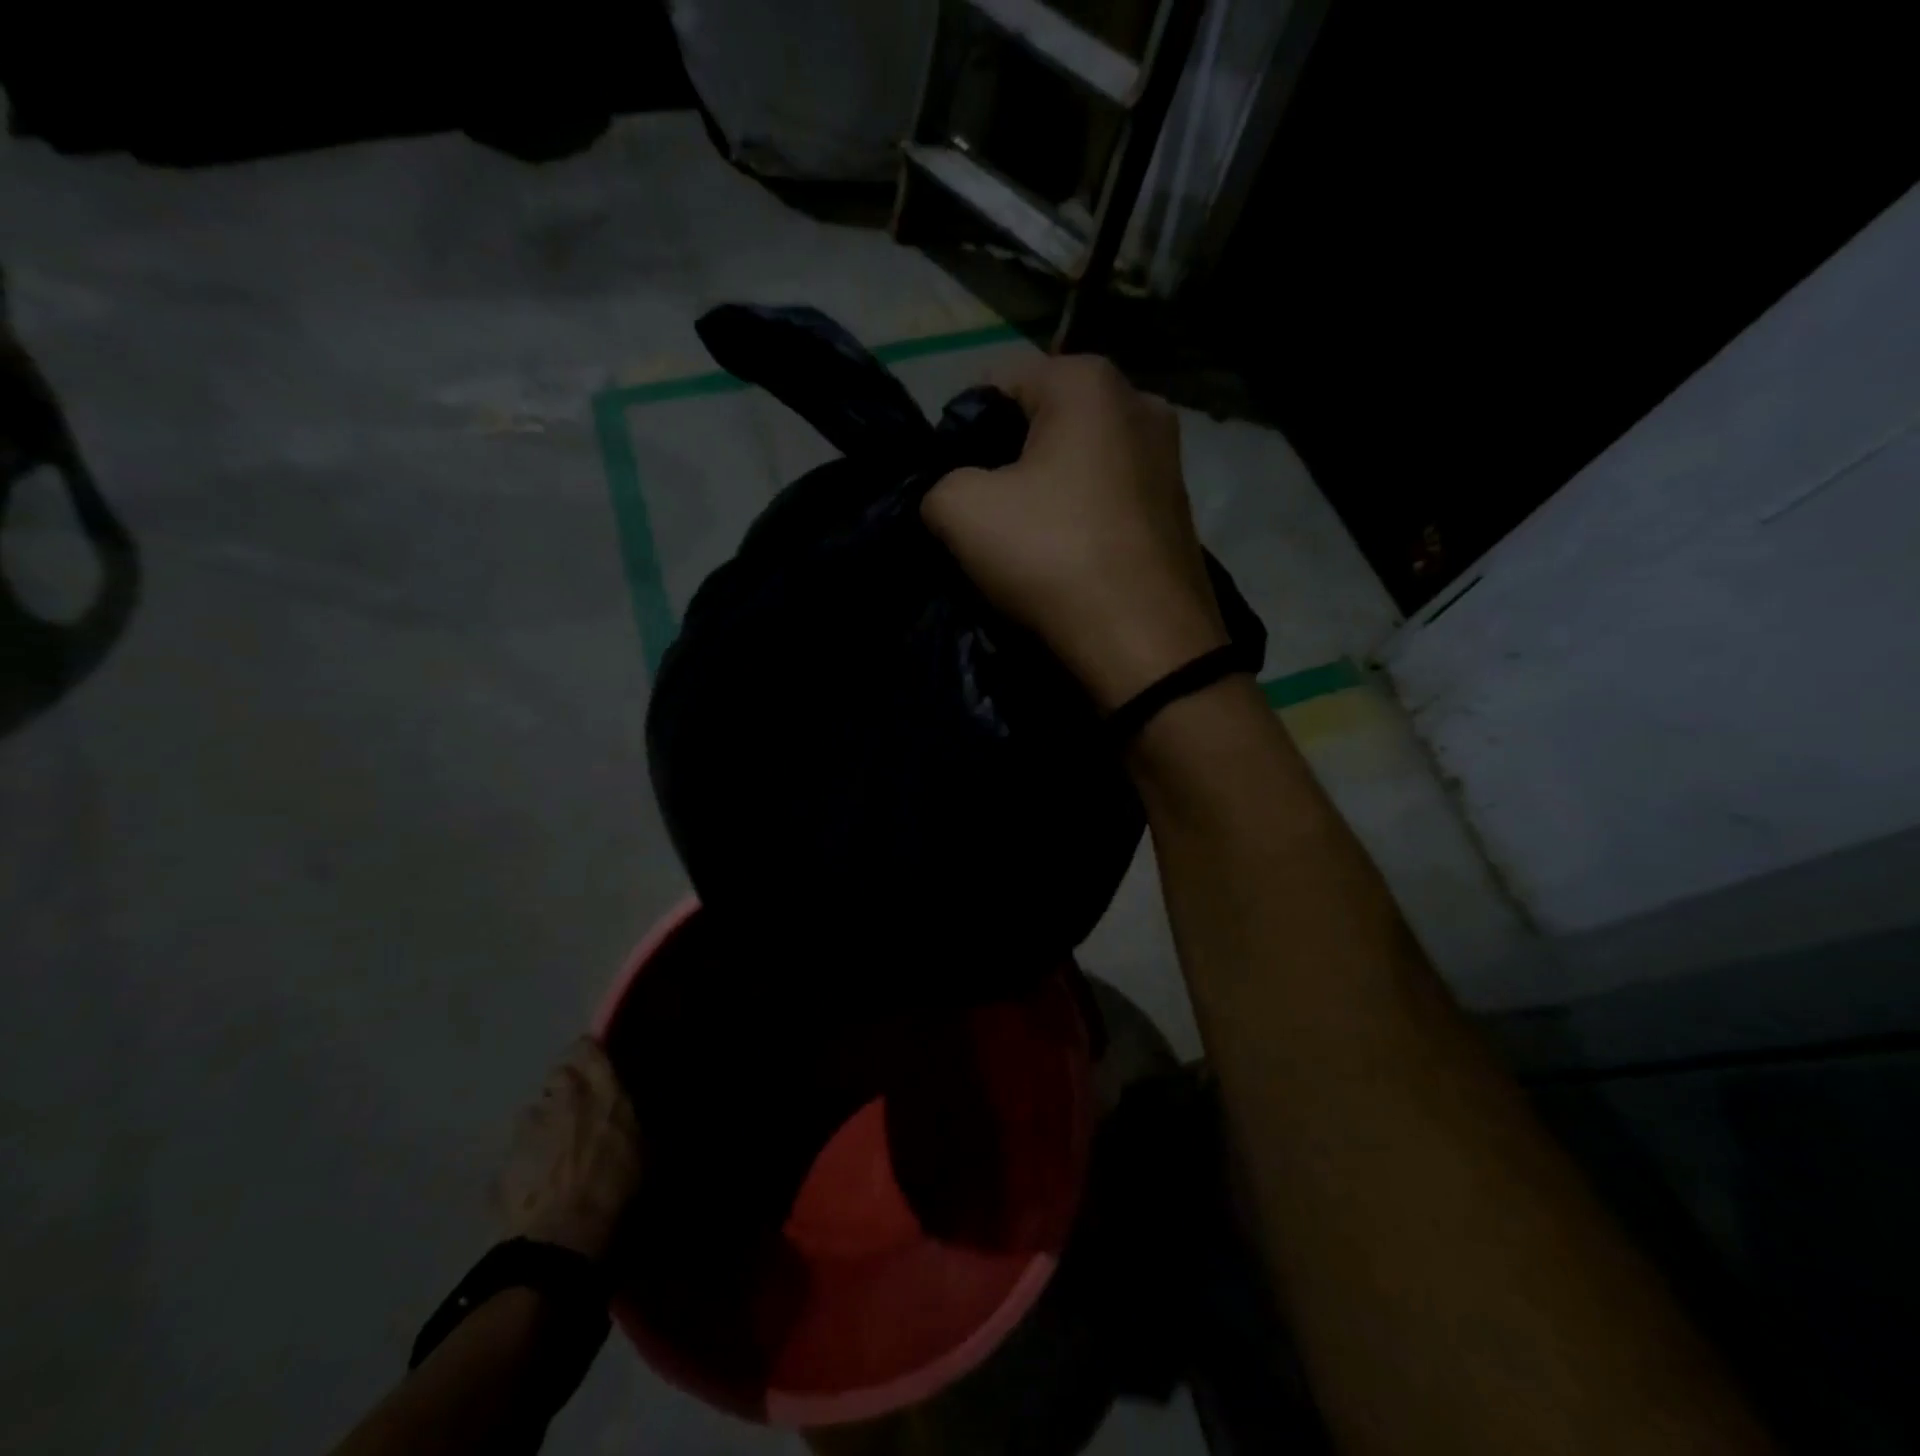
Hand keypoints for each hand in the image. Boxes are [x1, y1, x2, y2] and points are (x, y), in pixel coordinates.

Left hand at [495, 1038, 643, 1262]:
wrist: (564, 1240)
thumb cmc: (619, 1188)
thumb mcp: (647, 1150)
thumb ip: (635, 1121)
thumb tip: (636, 1114)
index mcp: (601, 1090)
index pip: (586, 1048)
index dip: (589, 1055)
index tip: (597, 1067)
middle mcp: (562, 1100)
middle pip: (557, 1075)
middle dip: (565, 1088)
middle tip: (579, 1109)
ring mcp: (527, 1133)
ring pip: (532, 1114)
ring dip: (542, 1125)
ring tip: (554, 1151)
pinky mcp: (501, 1168)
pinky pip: (515, 1157)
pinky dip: (524, 1166)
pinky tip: (535, 1187)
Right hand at [922, 355, 1227, 710]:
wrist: (1145, 643)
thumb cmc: (1053, 557)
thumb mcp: (961, 511)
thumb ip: (939, 484)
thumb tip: (953, 495)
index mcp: (1088, 381)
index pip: (997, 383)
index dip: (961, 432)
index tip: (952, 484)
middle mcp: (1140, 403)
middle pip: (1044, 422)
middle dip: (1008, 462)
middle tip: (985, 517)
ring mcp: (1169, 459)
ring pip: (1079, 463)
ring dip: (1047, 494)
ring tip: (1026, 544)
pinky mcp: (1179, 510)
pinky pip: (1109, 499)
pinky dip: (1082, 519)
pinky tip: (1068, 559)